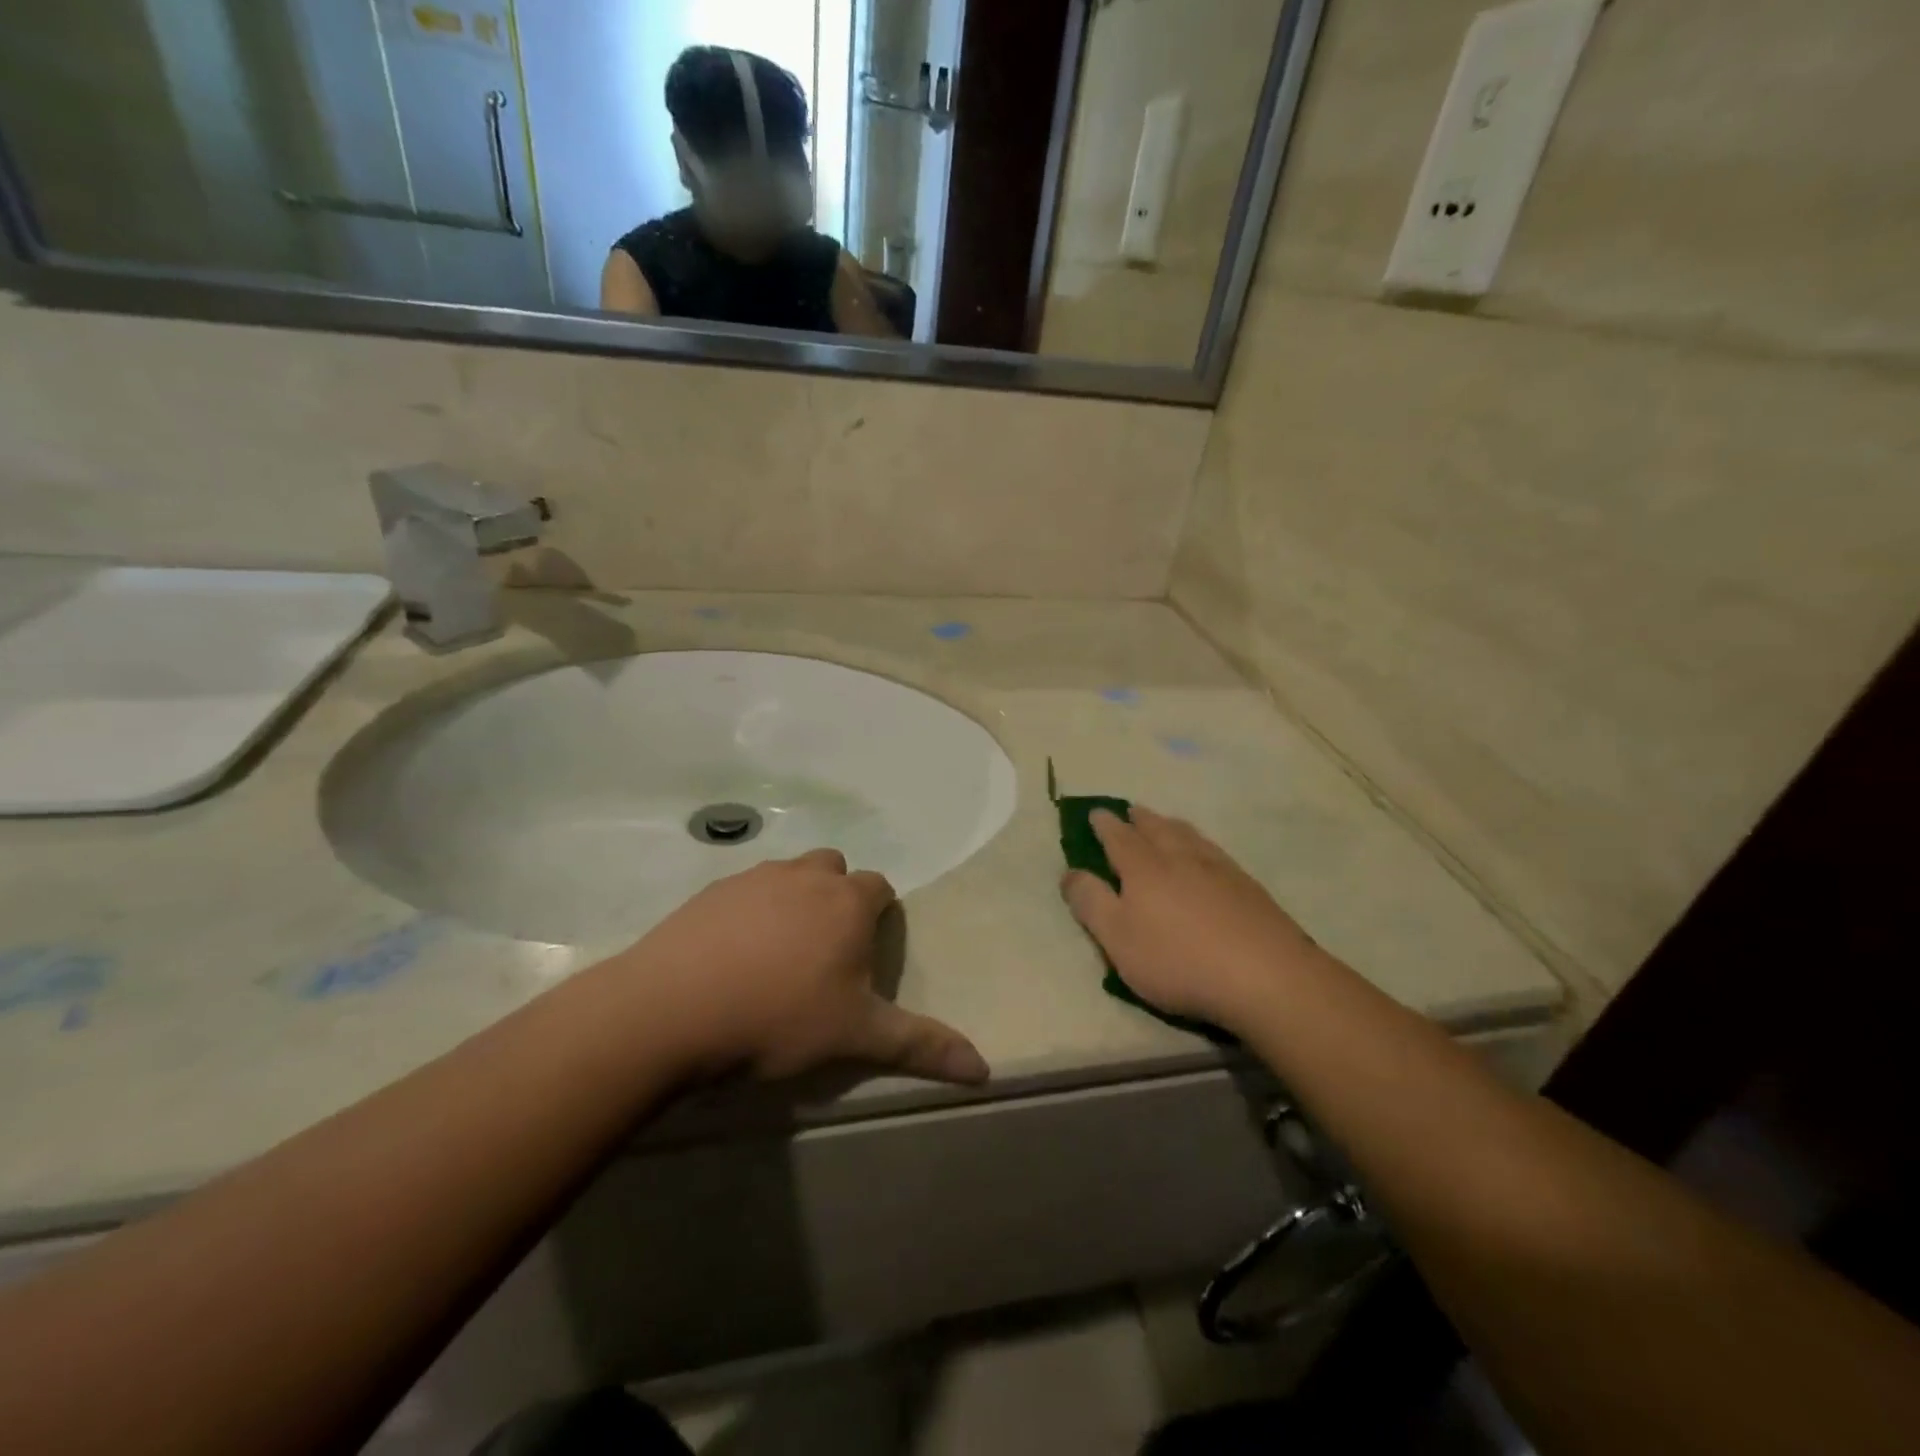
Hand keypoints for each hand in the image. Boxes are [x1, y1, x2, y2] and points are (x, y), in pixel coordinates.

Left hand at [620, 850, 989, 1085]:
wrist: (673, 1009)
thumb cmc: (779, 1017)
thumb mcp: (856, 1036)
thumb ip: (921, 1046)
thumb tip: (984, 1068)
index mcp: (848, 903)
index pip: (880, 888)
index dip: (878, 916)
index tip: (864, 952)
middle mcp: (806, 877)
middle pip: (835, 870)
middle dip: (838, 898)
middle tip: (824, 950)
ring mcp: (755, 878)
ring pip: (789, 874)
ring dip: (794, 899)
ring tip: (778, 952)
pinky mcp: (711, 891)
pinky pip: (745, 889)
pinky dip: (750, 909)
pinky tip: (732, 953)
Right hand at [1061, 808, 1323, 1031]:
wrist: (1266, 976)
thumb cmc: (1178, 960)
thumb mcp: (1118, 939)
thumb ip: (1091, 903)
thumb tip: (1069, 872)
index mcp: (1144, 868)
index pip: (1118, 838)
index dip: (1104, 825)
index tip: (1095, 813)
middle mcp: (1180, 858)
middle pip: (1156, 829)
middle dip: (1139, 819)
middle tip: (1130, 810)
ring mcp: (1219, 869)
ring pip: (1189, 836)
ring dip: (1171, 825)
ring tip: (1165, 822)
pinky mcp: (1248, 887)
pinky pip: (1215, 851)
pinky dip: (1200, 843)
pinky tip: (1207, 854)